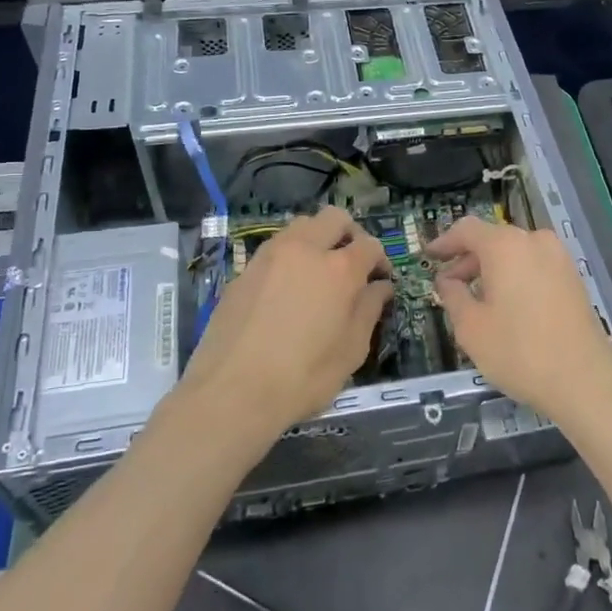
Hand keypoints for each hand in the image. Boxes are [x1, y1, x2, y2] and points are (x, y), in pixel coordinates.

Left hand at [180, 207, 392, 437]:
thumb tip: (380, 287)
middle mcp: (305, 250)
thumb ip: (369, 310)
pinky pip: (275, 249)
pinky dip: (289, 257)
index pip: (370, 245)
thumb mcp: (351, 351)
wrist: (231, 392)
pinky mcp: (244, 270)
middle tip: (351, 263)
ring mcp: (270, 256)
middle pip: (333, 218)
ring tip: (317, 272)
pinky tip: (287, 290)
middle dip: (349, 234)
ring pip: (301, 226)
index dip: (380, 260)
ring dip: (316, 239)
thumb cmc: (303, 377)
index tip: (380, 280)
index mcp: (339, 269)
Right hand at [426, 217, 611, 417]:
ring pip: (515, 253)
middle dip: (468, 260)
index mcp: (506, 246)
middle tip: (449, 285)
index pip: (467, 230)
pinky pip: (535, 266)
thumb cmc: (518, 351)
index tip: (429, 256)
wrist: (584, 381)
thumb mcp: (471, 327)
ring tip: (476, 299)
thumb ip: (453, 296)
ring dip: (492, 269)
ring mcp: (559, 258)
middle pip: (493, 240)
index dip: (445, 242)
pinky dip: (515, 276)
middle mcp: (534, 241)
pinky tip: (507, 305)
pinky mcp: (573, 278)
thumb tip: (447, 281)